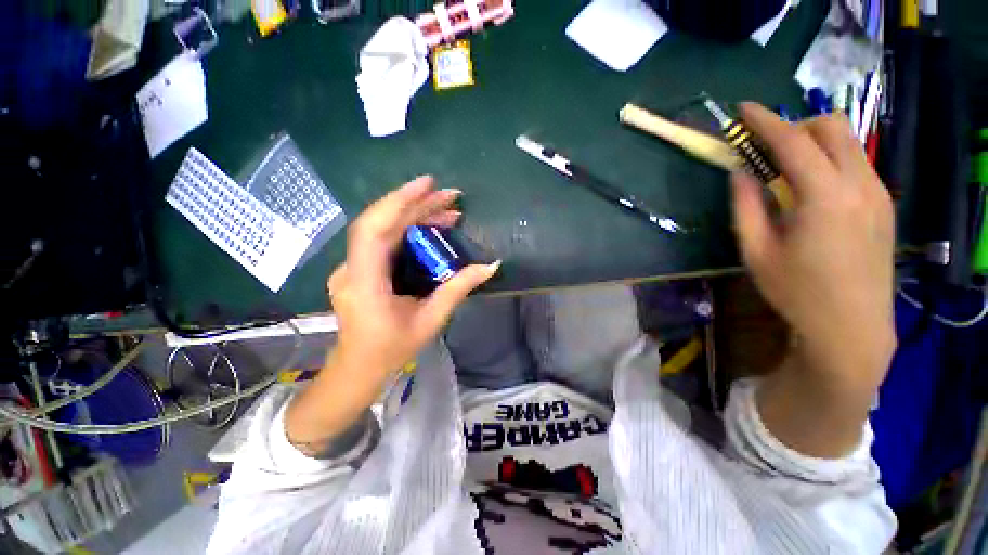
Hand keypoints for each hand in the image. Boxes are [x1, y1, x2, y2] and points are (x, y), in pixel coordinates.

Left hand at [328, 176, 500, 377]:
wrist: (359, 366)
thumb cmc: (393, 348)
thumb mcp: (431, 320)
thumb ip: (459, 289)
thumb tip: (491, 266)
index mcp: (365, 283)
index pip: (374, 230)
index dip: (398, 202)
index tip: (428, 185)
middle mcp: (352, 268)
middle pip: (382, 223)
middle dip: (417, 205)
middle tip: (452, 198)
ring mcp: (352, 266)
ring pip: (383, 229)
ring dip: (415, 216)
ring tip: (448, 212)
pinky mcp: (359, 267)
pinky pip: (383, 240)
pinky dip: (407, 229)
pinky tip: (429, 227)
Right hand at [731, 103, 896, 390]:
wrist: (853, 327)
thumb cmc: (797, 292)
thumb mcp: (757, 252)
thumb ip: (746, 207)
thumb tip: (741, 173)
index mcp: (824, 197)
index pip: (792, 141)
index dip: (764, 120)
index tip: (743, 109)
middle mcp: (859, 184)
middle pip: (831, 127)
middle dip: (795, 126)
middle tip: (767, 149)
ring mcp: (878, 193)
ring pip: (848, 143)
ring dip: (814, 143)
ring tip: (787, 172)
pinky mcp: (884, 205)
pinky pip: (857, 164)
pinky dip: (830, 161)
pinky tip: (813, 191)